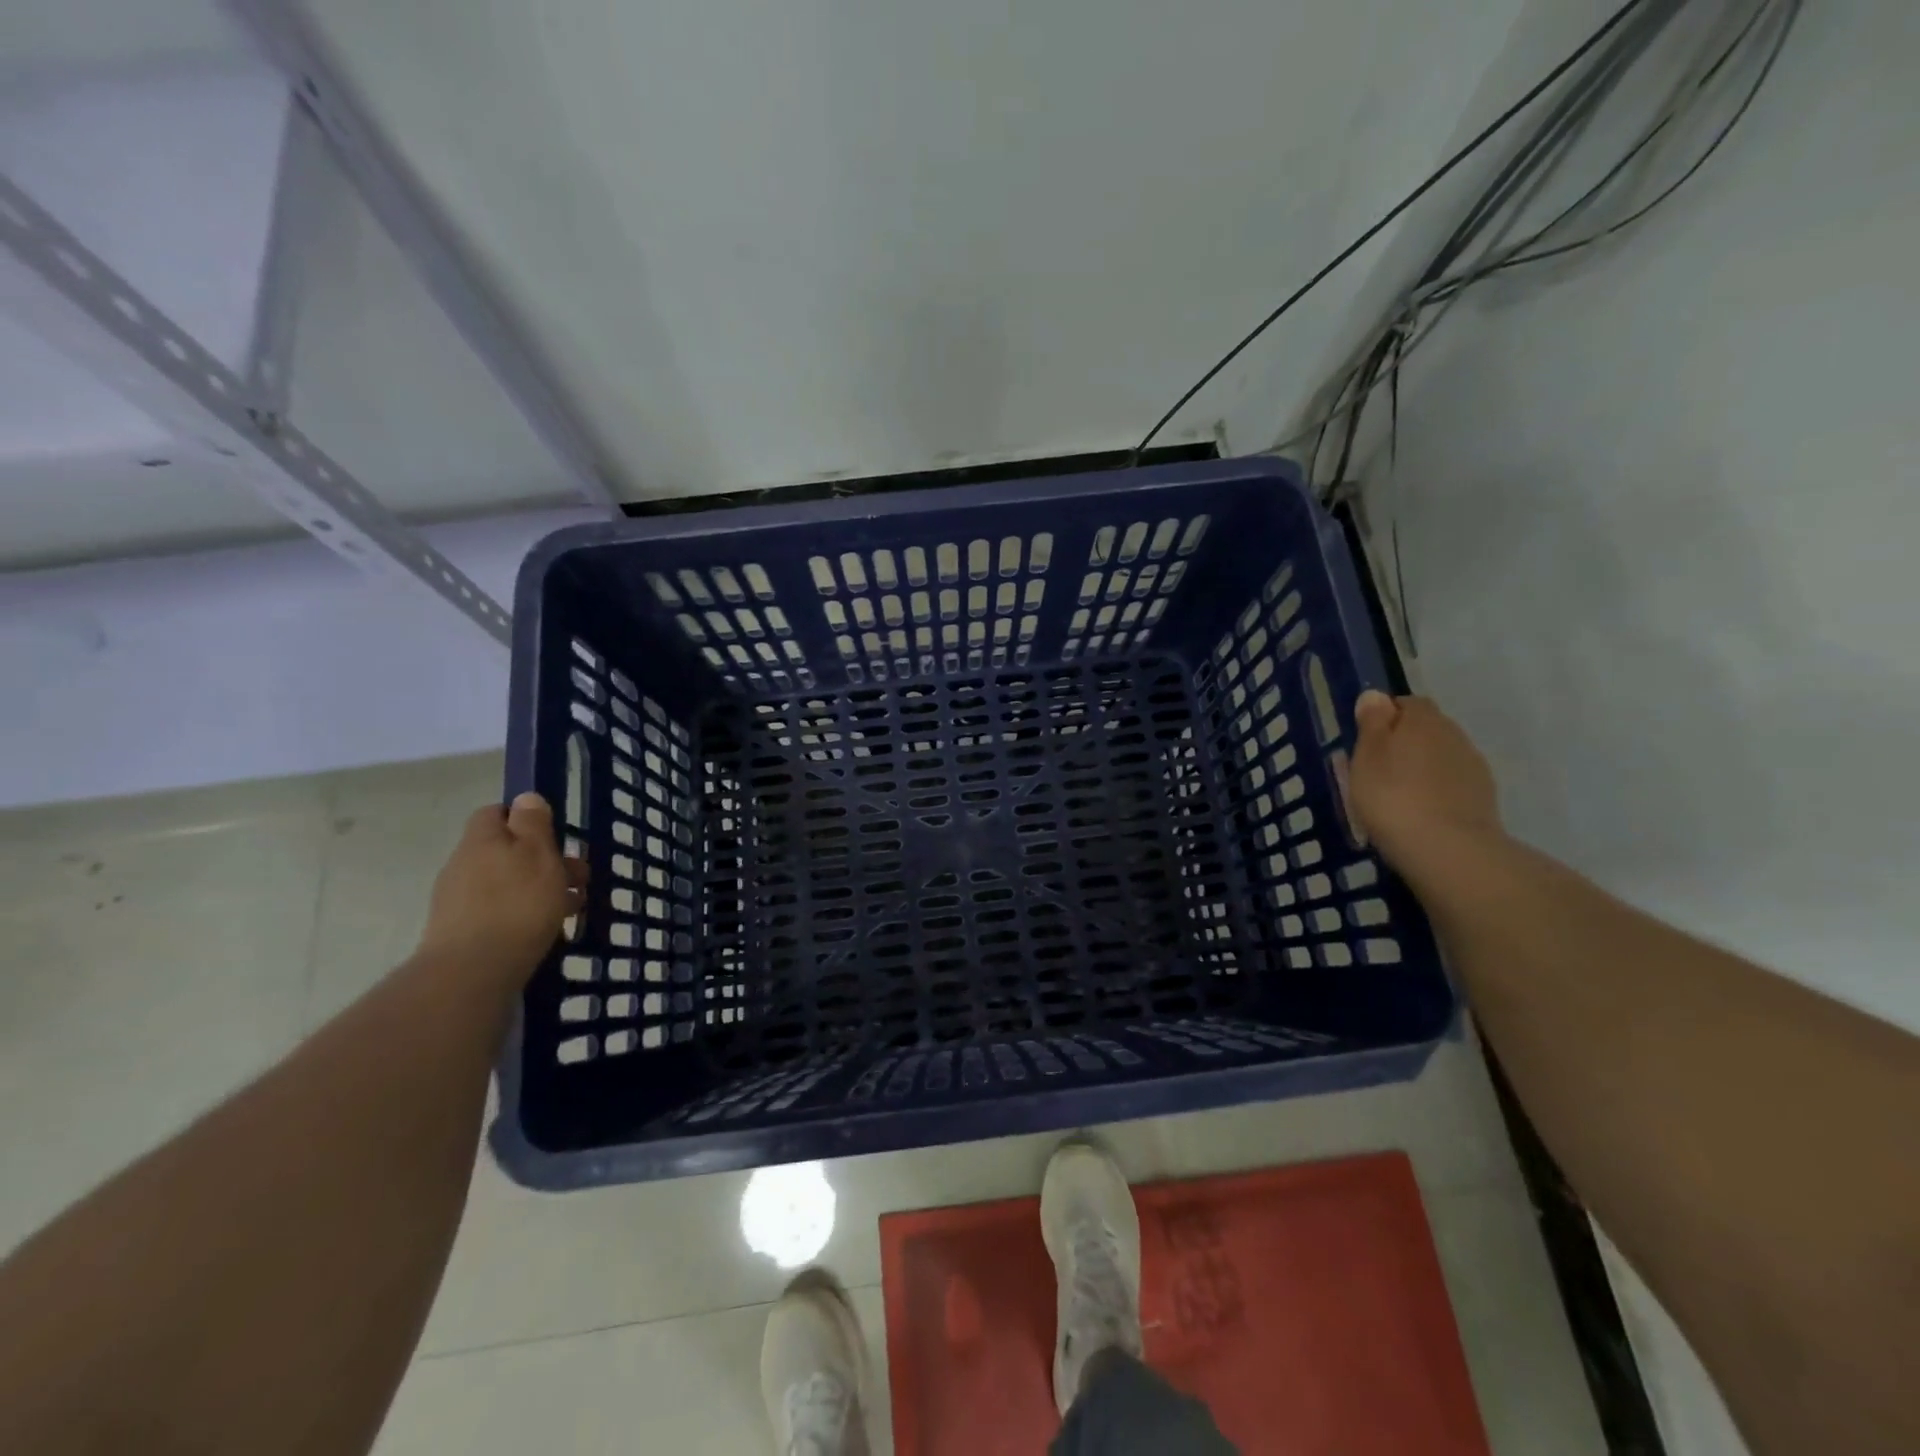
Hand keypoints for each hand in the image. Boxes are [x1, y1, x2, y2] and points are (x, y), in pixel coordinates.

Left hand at [418, 793, 586, 986]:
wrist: (472, 973)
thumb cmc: (517, 903)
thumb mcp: (538, 853)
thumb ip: (533, 823)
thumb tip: (525, 798)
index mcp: (482, 840)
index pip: (497, 813)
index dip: (526, 819)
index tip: (556, 836)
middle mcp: (464, 865)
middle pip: (507, 851)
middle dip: (545, 861)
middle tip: (578, 879)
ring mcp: (458, 901)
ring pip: (508, 883)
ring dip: (540, 889)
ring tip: (572, 909)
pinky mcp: (461, 933)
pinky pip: (500, 912)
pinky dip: (524, 915)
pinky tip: (547, 931)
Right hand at [1349, 691, 1504, 880]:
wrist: (1447, 849)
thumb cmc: (1392, 796)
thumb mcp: (1366, 756)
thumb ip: (1372, 723)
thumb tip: (1376, 696)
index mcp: (1423, 719)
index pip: (1406, 703)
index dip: (1385, 717)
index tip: (1366, 741)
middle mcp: (1454, 734)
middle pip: (1426, 729)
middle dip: (1405, 743)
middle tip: (1377, 770)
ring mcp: (1473, 767)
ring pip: (1441, 757)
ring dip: (1422, 768)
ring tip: (1398, 795)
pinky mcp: (1483, 798)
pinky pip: (1453, 784)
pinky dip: (1437, 791)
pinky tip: (1420, 812)